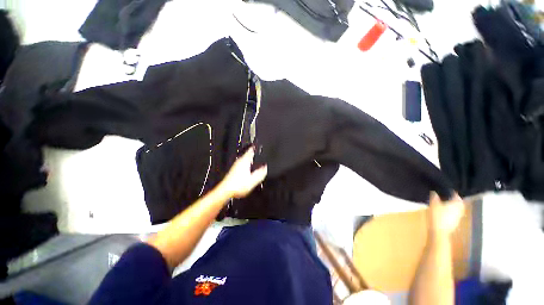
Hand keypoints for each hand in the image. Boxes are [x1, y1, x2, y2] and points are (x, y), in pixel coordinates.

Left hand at [218, 147, 267, 198]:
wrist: (225, 191)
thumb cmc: (237, 185)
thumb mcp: (253, 180)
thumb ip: (260, 173)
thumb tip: (265, 167)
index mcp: (244, 162)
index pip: (250, 151)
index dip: (254, 148)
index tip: (256, 145)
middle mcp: (239, 162)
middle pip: (246, 154)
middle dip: (251, 153)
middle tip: (256, 151)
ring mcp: (235, 166)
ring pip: (243, 159)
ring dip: (248, 158)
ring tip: (253, 159)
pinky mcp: (233, 171)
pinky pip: (241, 164)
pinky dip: (245, 164)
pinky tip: (247, 169)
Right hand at [428, 192, 464, 236]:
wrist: (439, 231)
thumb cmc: (437, 216)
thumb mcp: (433, 204)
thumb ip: (434, 197)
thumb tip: (434, 191)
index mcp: (456, 204)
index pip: (457, 196)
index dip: (453, 192)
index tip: (448, 190)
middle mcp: (460, 210)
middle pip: (459, 203)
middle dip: (454, 200)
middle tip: (447, 197)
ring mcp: (458, 217)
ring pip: (458, 209)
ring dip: (453, 206)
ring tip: (445, 204)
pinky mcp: (455, 222)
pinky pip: (455, 215)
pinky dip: (452, 212)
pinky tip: (445, 213)